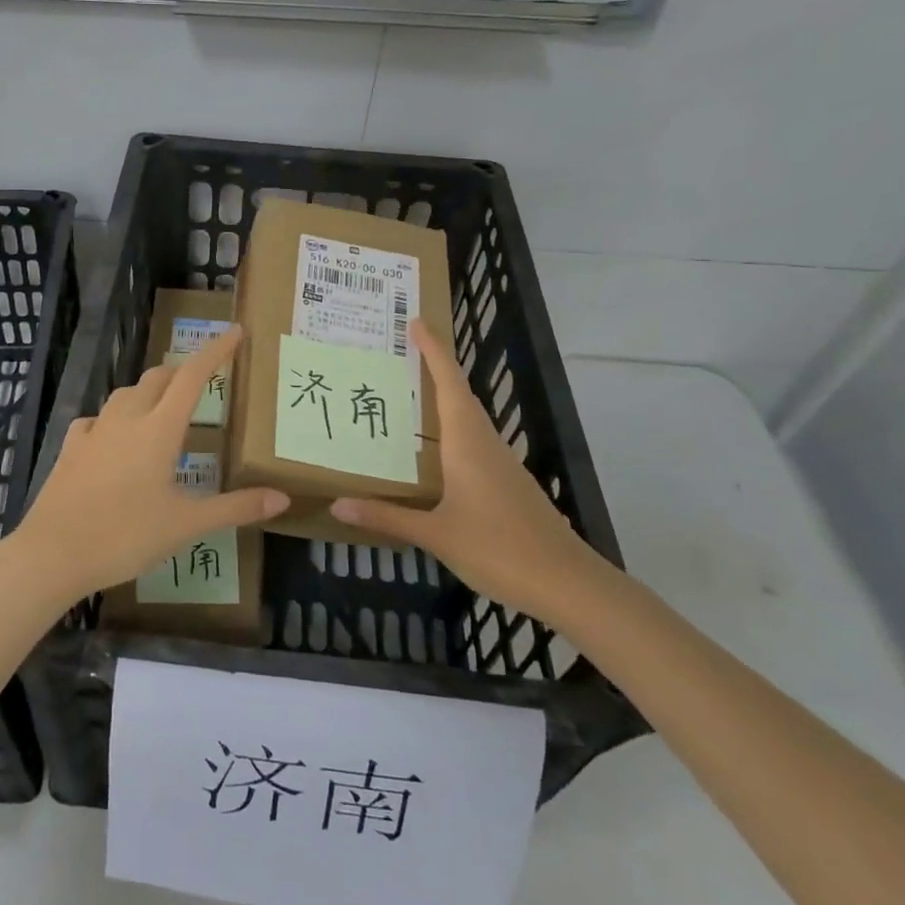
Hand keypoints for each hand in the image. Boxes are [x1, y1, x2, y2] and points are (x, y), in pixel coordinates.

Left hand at [10, 326, 288, 604]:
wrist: (53, 554)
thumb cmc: (126, 536)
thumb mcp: (186, 525)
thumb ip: (235, 508)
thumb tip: (282, 498)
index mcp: (159, 429)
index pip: (193, 377)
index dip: (215, 351)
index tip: (235, 331)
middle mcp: (126, 419)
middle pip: (157, 377)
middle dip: (181, 372)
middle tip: (201, 383)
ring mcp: (94, 431)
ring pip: (126, 393)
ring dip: (148, 391)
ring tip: (162, 408)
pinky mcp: (71, 447)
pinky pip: (96, 418)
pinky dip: (113, 418)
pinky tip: (113, 436)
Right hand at [330, 318, 606, 628]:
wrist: (567, 583)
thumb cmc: (500, 548)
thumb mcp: (437, 534)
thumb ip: (387, 517)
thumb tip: (337, 505)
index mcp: (468, 442)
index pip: (449, 382)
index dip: (433, 350)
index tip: (416, 322)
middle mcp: (485, 443)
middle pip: (459, 393)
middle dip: (433, 368)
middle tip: (399, 353)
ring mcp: (500, 463)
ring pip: (468, 418)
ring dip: (442, 398)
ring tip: (407, 394)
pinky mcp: (507, 483)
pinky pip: (473, 441)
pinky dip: (451, 430)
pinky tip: (433, 450)